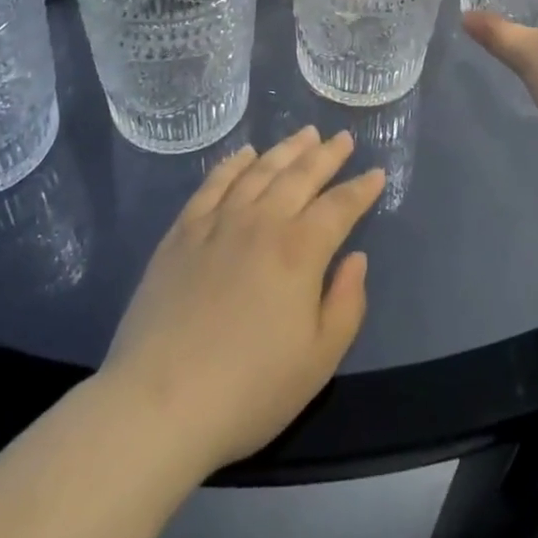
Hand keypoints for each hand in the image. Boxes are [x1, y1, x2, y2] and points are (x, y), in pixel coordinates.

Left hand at [101, 127, 385, 475]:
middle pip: (300, 176)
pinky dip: (233, 164)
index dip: (361, 189)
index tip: (377, 173)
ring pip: (260, 170)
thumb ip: (346, 304)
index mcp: (299, 251)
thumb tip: (356, 258)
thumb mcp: (318, 361)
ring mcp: (218, 222)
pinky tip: (244, 154)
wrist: (160, 403)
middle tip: (343, 138)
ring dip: (286, 149)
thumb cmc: (249, 390)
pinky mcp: (182, 232)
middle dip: (327, 155)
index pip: (339, 207)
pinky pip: (213, 183)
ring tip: (305, 134)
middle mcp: (262, 222)